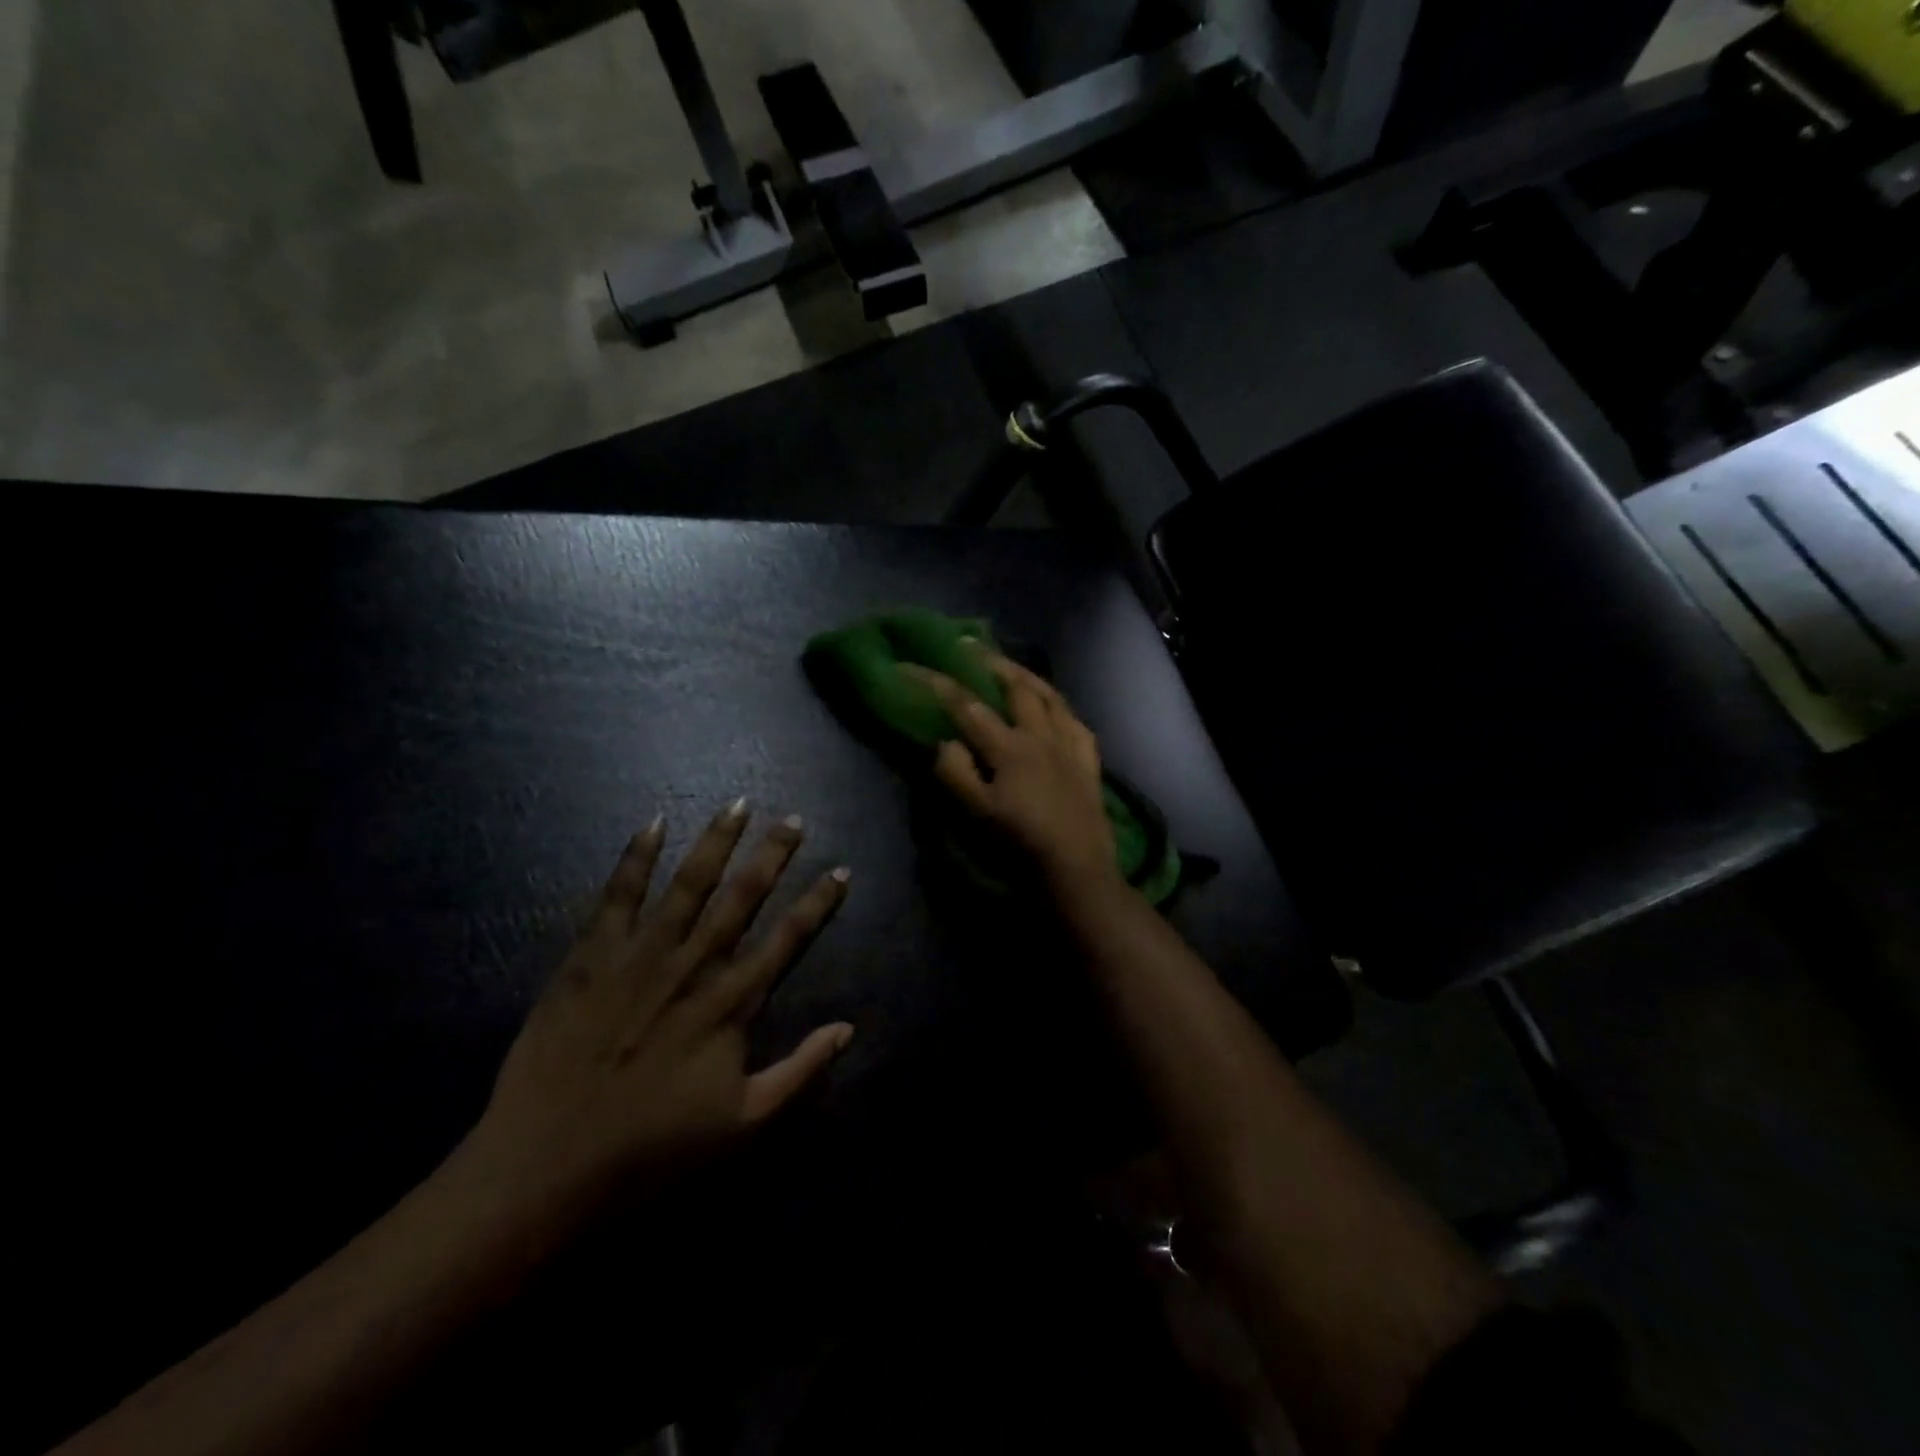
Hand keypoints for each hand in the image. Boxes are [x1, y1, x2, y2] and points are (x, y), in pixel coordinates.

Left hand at [463, 802, 852, 1238]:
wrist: (547, 1167)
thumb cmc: (652, 1150)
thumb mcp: (744, 1125)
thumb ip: (801, 1073)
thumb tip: (848, 1029)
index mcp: (731, 1005)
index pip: (787, 940)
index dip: (817, 904)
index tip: (840, 871)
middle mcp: (693, 967)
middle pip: (742, 898)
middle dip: (773, 855)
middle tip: (794, 819)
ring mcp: (640, 956)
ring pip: (688, 884)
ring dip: (717, 841)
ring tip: (739, 804)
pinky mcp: (590, 957)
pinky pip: (617, 896)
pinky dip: (636, 858)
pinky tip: (653, 823)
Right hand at [905, 651, 1118, 894]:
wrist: (1076, 869)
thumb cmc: (1021, 844)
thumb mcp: (977, 814)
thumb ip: (956, 774)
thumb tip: (944, 741)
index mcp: (1009, 747)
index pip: (966, 705)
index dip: (935, 682)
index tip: (909, 665)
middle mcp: (1041, 735)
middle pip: (1015, 686)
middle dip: (989, 662)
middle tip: (970, 646)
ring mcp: (1069, 744)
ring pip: (1049, 696)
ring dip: (1027, 675)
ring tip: (1010, 666)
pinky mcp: (1089, 760)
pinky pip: (1076, 721)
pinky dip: (1060, 706)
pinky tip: (1054, 707)